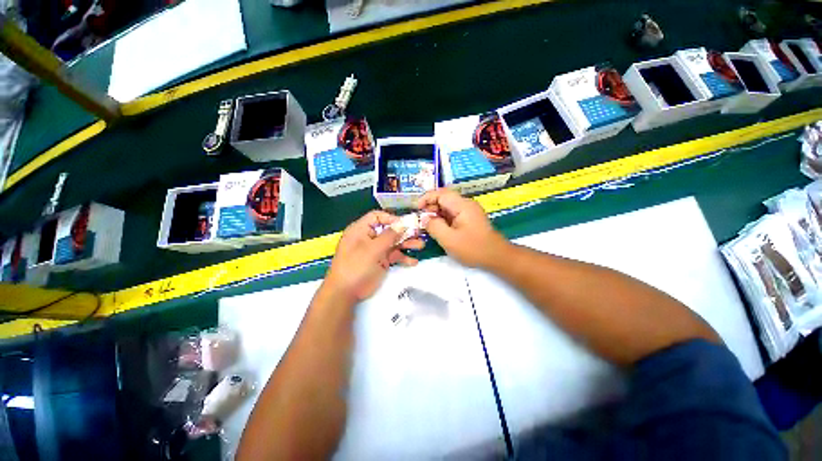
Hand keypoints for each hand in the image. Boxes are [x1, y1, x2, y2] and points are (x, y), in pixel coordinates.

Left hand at [323, 210, 424, 302]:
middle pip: (389, 230)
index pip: (378, 217)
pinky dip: (403, 258)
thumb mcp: (372, 249)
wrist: (346, 292)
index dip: (391, 219)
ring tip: (421, 245)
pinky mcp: (381, 261)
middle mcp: (370, 237)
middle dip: (404, 232)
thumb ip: (388, 236)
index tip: (405, 224)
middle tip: (419, 233)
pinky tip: (413, 261)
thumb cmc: (356, 266)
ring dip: (407, 244)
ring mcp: (376, 250)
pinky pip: (394, 256)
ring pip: (393, 243)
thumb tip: (402, 224)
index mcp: (361, 230)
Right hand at [417, 189, 507, 267]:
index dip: (426, 198)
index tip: (417, 209)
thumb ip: (434, 226)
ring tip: (429, 227)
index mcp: (462, 205)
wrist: (497, 257)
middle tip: (423, 222)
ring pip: (447, 207)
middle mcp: (466, 204)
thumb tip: (425, 218)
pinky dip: (444, 219)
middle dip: (431, 208)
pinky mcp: (470, 219)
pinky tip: (440, 230)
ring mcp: (469, 211)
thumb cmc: (473, 248)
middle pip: (444, 199)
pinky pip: (453, 214)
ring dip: (436, 214)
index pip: (441, 193)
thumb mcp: (449, 239)